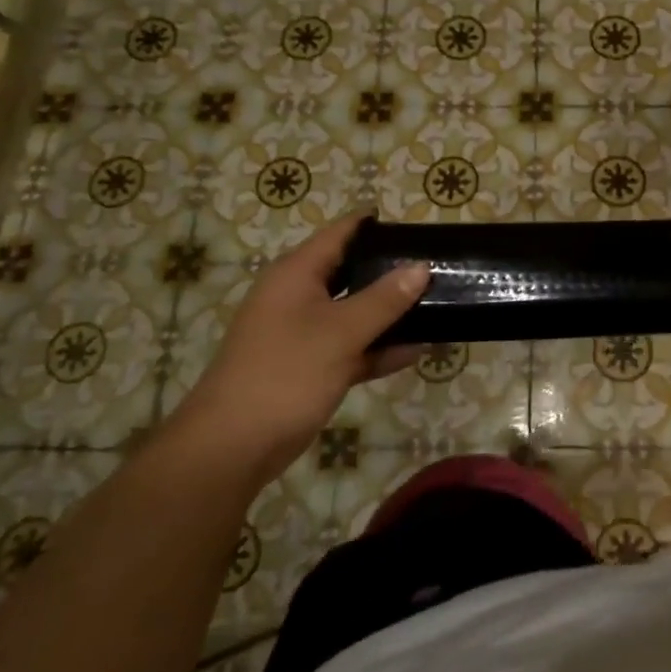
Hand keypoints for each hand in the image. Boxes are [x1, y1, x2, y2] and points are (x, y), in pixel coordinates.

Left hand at [181, 213, 428, 467]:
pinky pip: (352, 347)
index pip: (340, 233)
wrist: (233, 446)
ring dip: (390, 313)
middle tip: (436, 267)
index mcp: (296, 274)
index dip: (375, 224)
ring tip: (437, 305)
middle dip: (390, 270)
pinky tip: (416, 351)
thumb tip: (420, 267)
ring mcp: (303, 333)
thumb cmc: (286, 374)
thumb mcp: (341, 332)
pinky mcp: (310, 366)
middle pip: (350, 271)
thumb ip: (384, 300)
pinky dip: (379, 348)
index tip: (417, 226)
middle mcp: (298, 296)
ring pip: (354, 312)